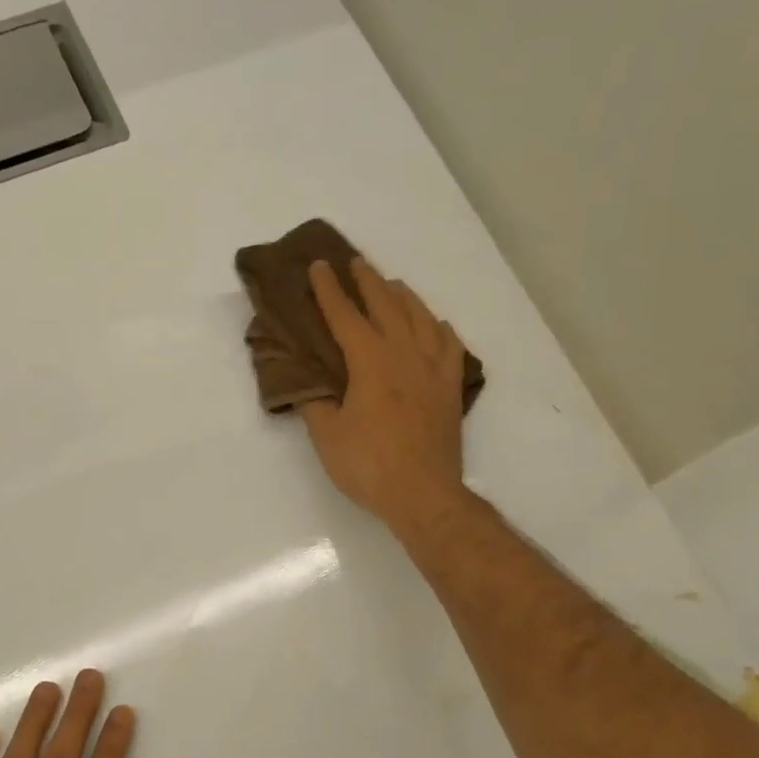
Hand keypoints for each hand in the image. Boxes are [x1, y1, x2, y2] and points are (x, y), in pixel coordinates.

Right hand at [300, 257, 468, 528]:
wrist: (424, 494)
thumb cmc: (369, 465)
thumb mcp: (327, 436)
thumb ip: (315, 403)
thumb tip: (307, 383)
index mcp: (370, 361)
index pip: (345, 316)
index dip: (329, 290)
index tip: (319, 266)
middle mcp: (405, 354)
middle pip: (387, 306)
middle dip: (368, 282)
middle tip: (355, 263)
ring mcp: (434, 369)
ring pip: (421, 318)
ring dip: (404, 297)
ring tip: (392, 286)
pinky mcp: (450, 388)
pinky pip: (450, 345)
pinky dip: (440, 329)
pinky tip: (437, 325)